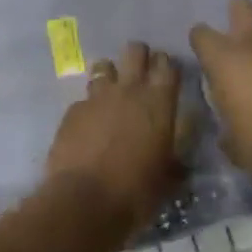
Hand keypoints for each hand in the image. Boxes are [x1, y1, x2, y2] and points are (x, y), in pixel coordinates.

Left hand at [44, 41, 181, 228]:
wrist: (83, 201)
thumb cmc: (136, 192)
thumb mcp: (167, 179)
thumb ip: (174, 161)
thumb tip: (179, 161)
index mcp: (159, 103)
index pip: (167, 65)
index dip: (166, 65)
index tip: (166, 75)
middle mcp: (128, 91)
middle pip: (134, 51)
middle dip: (138, 57)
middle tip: (139, 74)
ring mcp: (96, 97)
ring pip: (104, 66)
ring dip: (110, 76)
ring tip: (111, 95)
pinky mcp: (72, 110)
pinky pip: (84, 98)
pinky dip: (89, 107)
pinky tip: (88, 125)